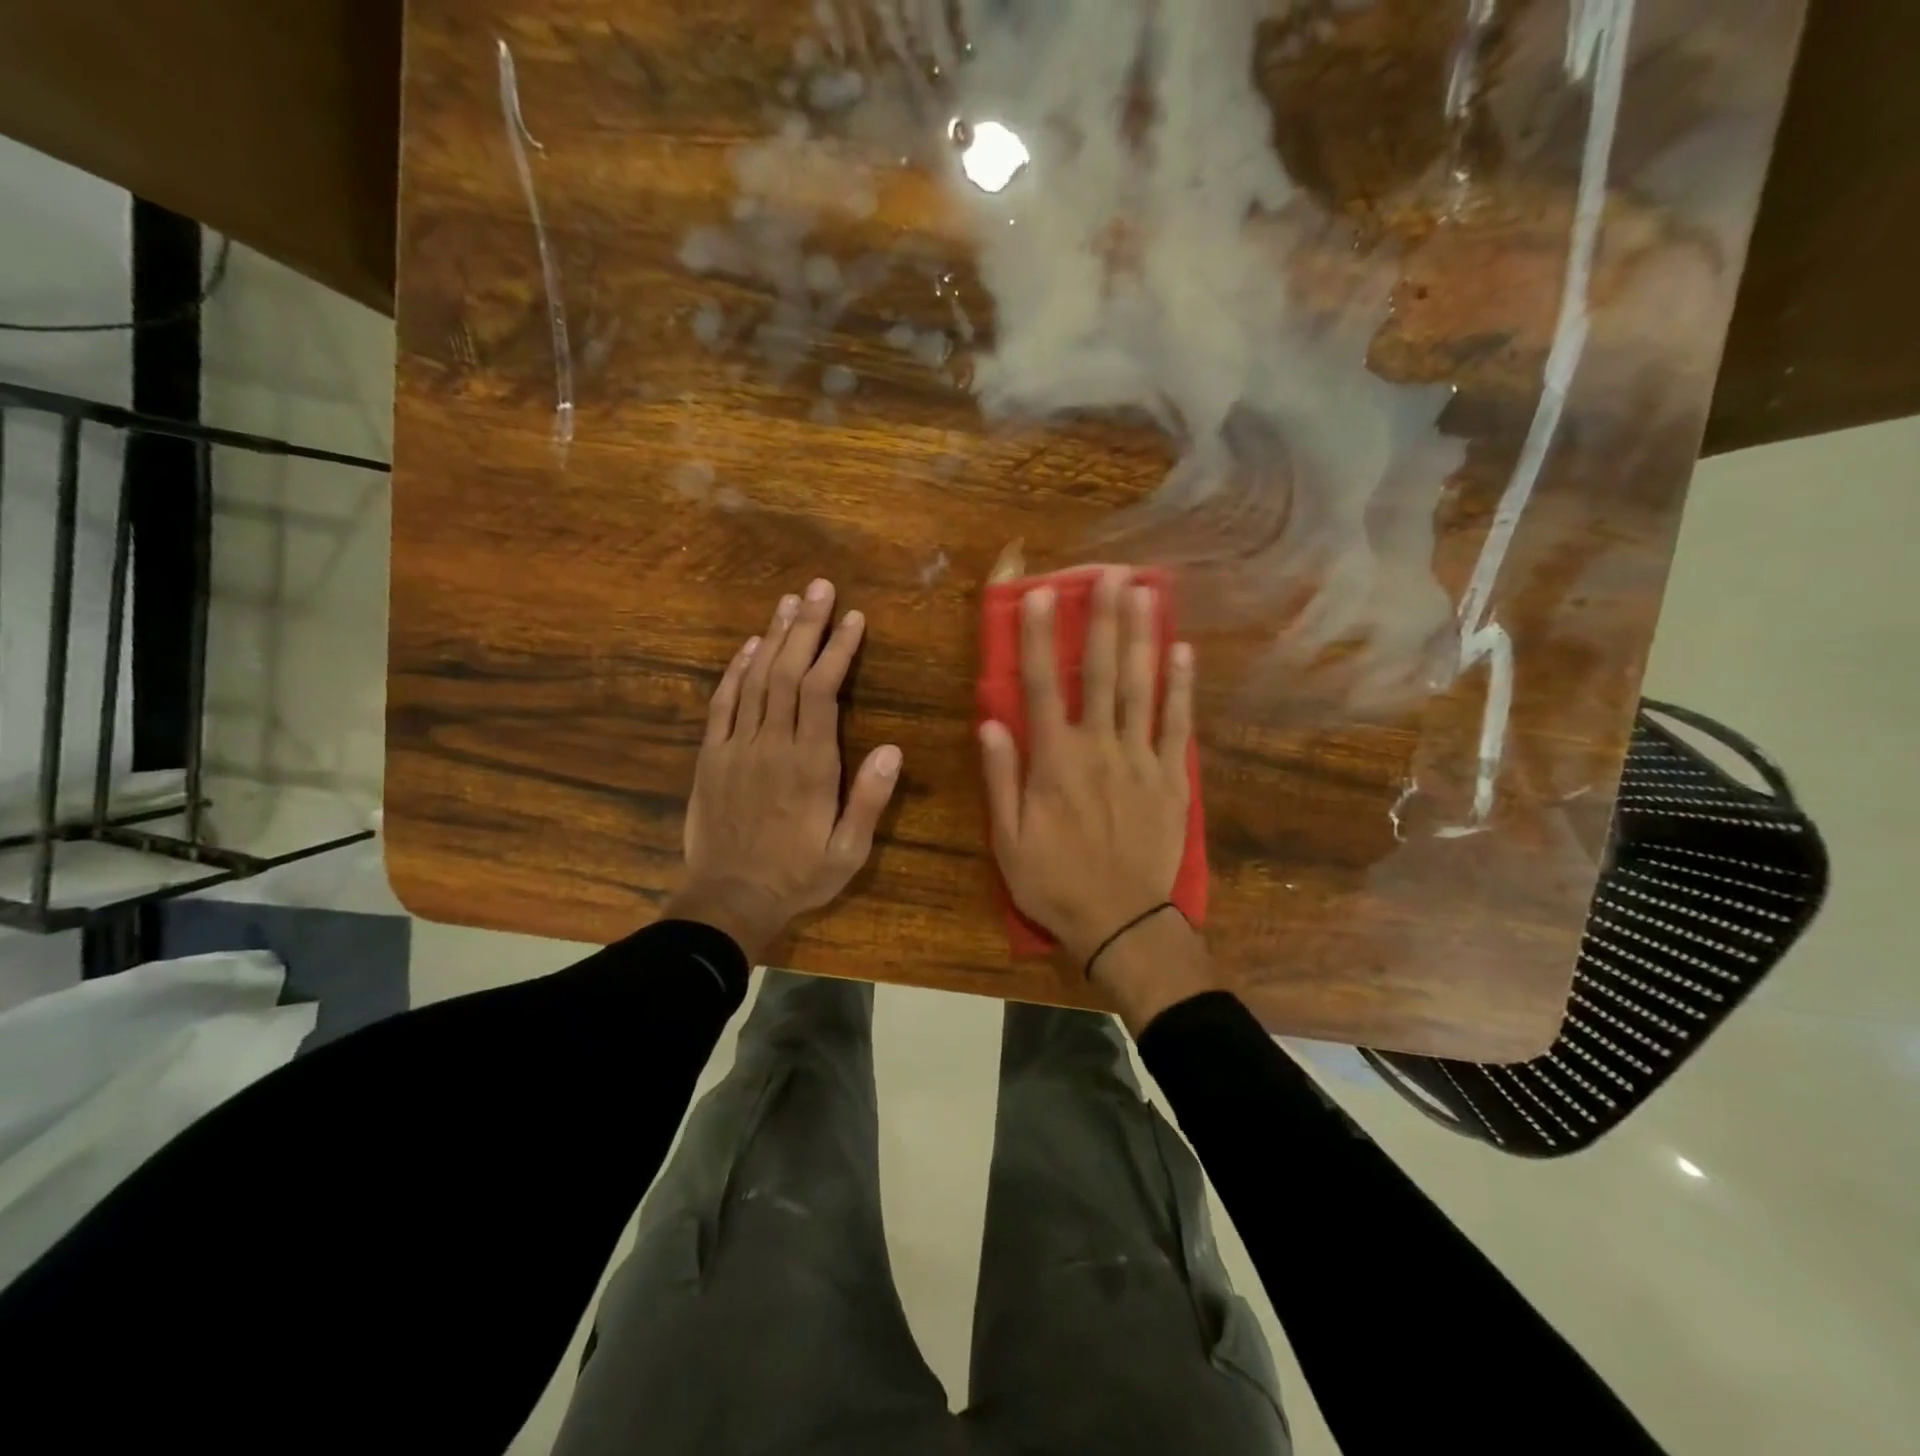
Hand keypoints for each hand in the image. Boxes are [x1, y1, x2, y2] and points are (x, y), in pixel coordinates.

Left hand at [666, 580, 901, 962]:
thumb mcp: (848, 852)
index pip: (823, 692)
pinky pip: (722, 703)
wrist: (728, 900)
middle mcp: (772, 744)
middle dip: (806, 626)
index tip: (852, 618)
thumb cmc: (797, 877)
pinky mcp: (712, 756)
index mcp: (810, 765)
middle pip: (788, 672)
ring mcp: (737, 747)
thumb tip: (892, 749)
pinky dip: (736, 671)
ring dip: (774, 637)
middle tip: (819, 588)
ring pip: (756, 679)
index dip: (837, 650)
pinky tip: (749, 647)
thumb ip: (869, 801)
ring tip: (789, 602)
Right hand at [979, 569, 1198, 969]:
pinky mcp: (1171, 778)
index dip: (1039, 638)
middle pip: (1101, 674)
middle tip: (1111, 573)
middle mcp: (1099, 748)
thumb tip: (991, 721)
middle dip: (1103, 620)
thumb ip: (1001, 778)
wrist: (1120, 922)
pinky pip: (1178, 725)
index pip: (1041, 686)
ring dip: (1142, 637)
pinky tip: (1182, 651)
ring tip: (1146, 593)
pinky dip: (1181, 687)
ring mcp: (1141, 760)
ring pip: (1142, 688)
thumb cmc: (1054, 881)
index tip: (1041, 595)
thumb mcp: (1008, 839)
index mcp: (1055, 761)